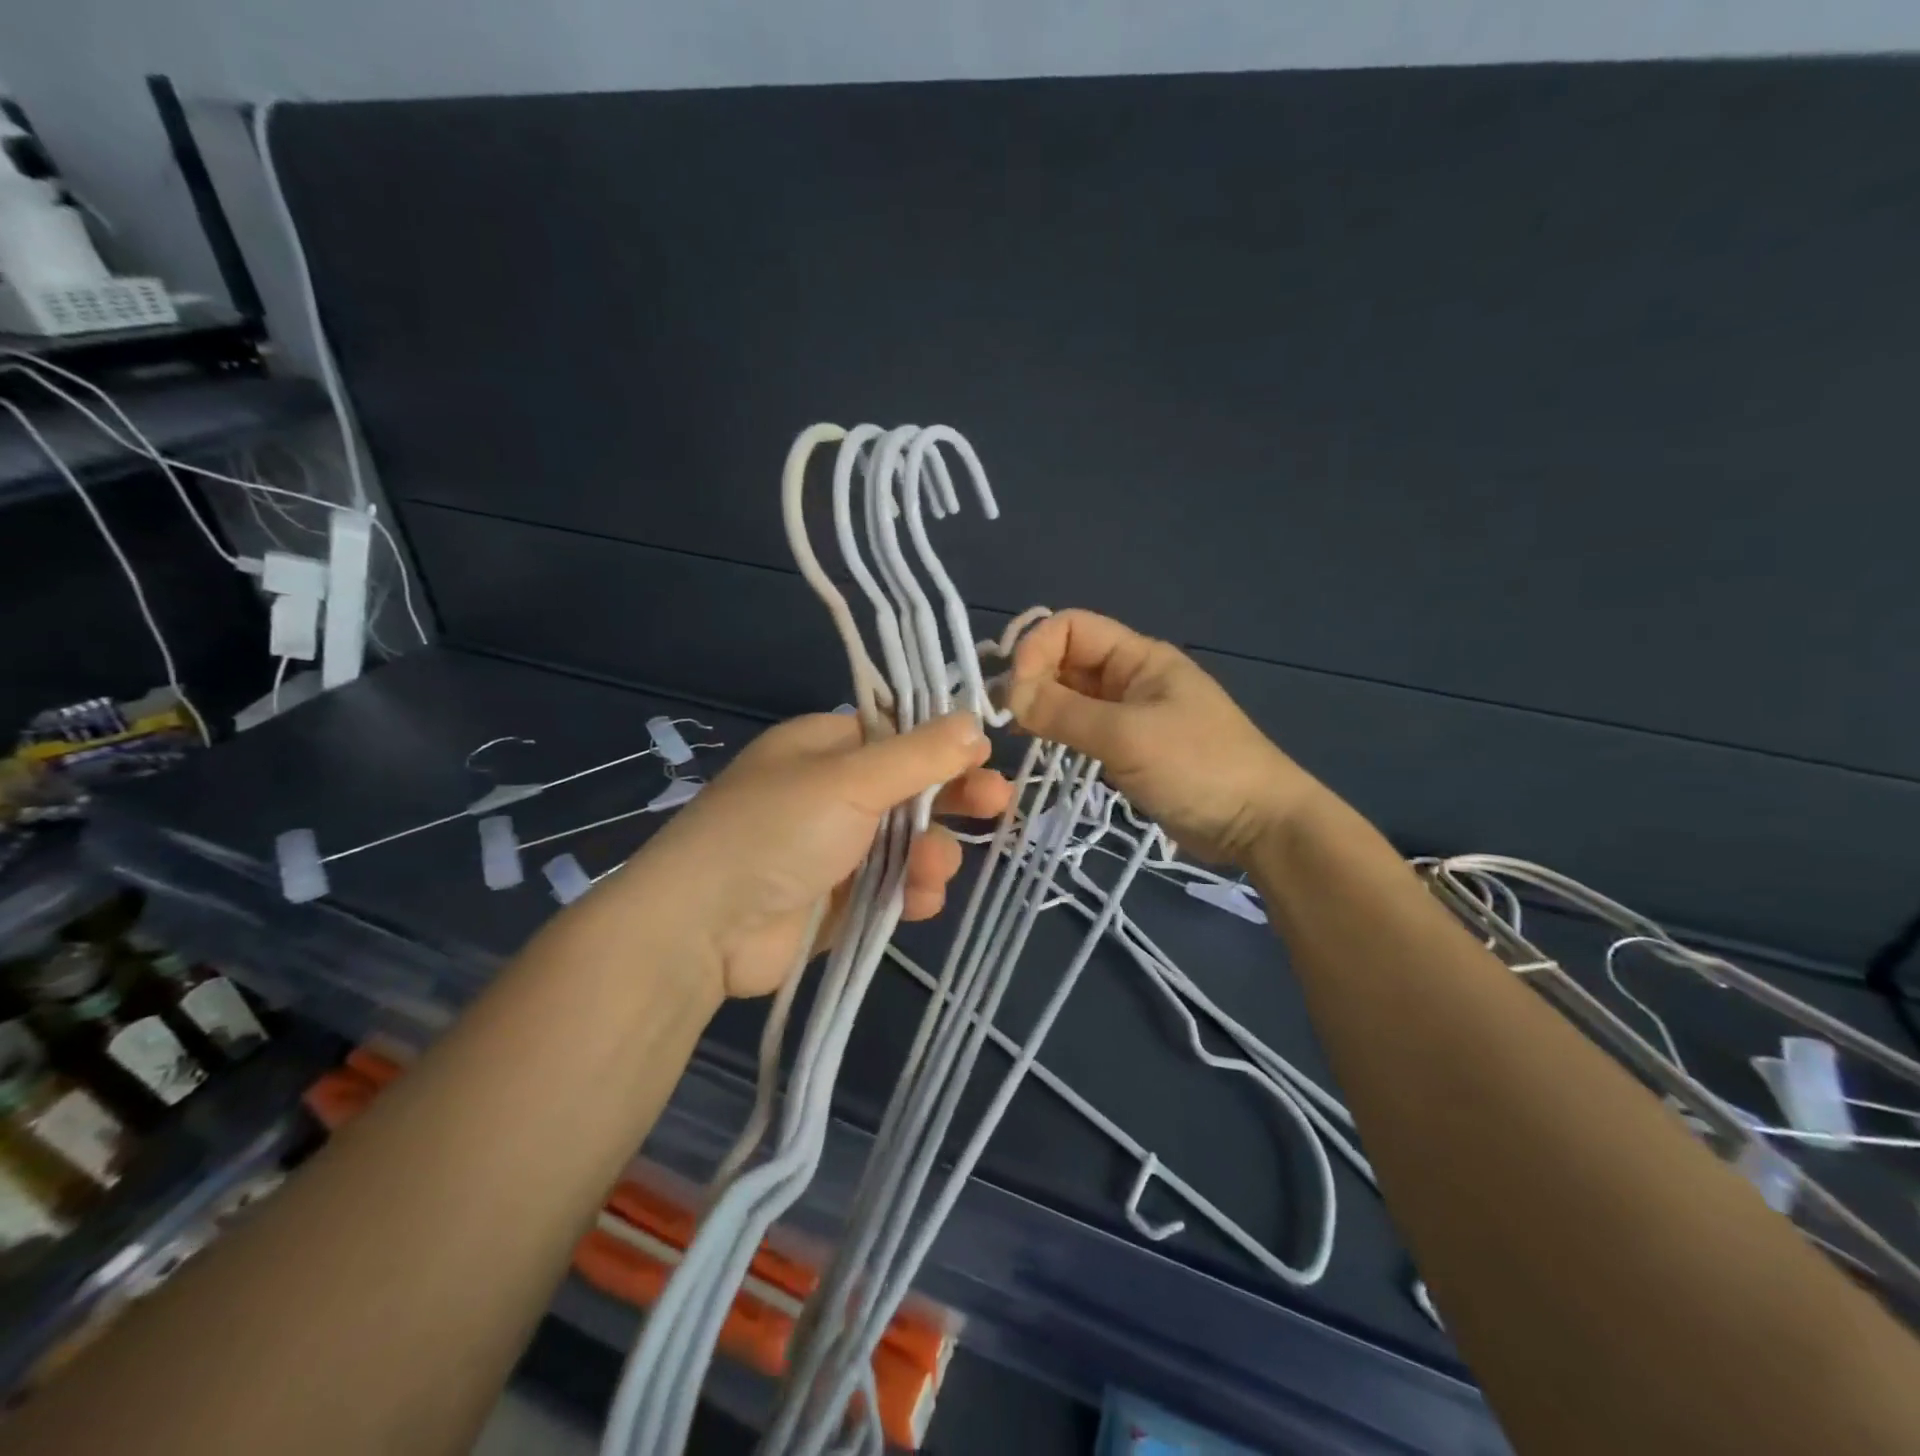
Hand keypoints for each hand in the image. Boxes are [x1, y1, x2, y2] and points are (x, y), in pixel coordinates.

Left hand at [623, 713, 1011, 997]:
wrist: (704, 929)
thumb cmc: (777, 831)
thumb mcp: (851, 780)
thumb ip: (919, 755)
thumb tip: (975, 724)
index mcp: (825, 747)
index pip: (898, 733)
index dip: (943, 744)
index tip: (984, 756)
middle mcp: (832, 792)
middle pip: (910, 788)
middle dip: (952, 798)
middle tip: (998, 804)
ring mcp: (836, 848)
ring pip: (908, 842)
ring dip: (932, 853)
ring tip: (933, 870)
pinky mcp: (841, 899)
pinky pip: (893, 887)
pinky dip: (911, 891)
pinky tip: (919, 901)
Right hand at [1005, 609, 1318, 864]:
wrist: (1258, 823)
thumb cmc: (1197, 767)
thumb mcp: (1127, 736)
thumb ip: (1065, 713)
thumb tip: (1010, 696)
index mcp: (1138, 657)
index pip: (1071, 627)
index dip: (1036, 649)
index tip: (1015, 692)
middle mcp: (1131, 676)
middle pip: (1067, 659)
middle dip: (1033, 678)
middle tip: (1007, 717)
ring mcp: (1130, 712)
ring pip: (1072, 694)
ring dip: (1042, 705)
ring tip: (1016, 732)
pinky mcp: (1129, 746)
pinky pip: (1083, 726)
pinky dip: (1058, 730)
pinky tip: (1041, 747)